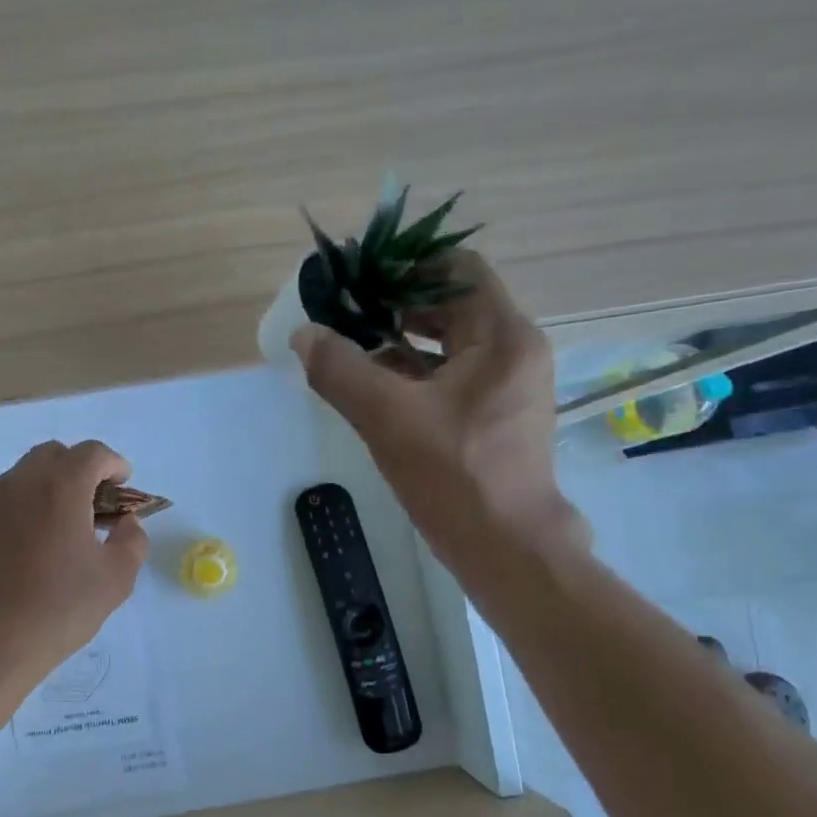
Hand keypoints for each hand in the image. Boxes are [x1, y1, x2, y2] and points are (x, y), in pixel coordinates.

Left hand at [0, 440, 149, 688]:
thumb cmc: (59, 609)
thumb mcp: (116, 579)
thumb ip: (132, 540)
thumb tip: (126, 523)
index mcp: (60, 488)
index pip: (92, 453)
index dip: (114, 465)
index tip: (123, 488)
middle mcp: (21, 483)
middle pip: (55, 455)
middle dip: (81, 469)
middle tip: (95, 505)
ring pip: (26, 475)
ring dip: (51, 486)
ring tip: (65, 527)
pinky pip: (5, 500)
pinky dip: (26, 506)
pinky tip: (34, 546)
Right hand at [292, 250, 586, 565]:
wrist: (507, 549)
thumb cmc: (456, 477)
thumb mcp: (389, 418)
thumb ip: (341, 370)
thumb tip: (304, 335)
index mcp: (502, 336)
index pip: (456, 268)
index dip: (405, 267)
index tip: (357, 281)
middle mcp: (512, 351)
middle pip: (450, 304)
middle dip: (394, 305)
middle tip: (343, 314)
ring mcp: (506, 385)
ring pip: (447, 343)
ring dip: (398, 340)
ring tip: (348, 347)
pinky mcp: (494, 415)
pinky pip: (449, 375)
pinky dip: (412, 372)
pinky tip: (371, 385)